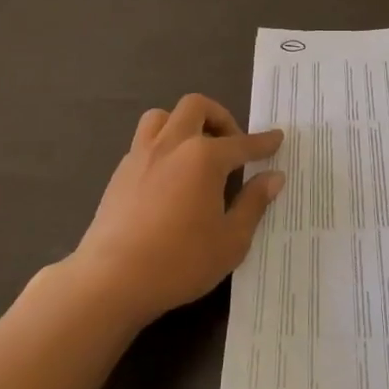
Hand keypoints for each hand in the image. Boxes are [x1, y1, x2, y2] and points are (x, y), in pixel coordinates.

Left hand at [65, 95, 283, 325]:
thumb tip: (274, 177)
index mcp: (204, 157)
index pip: (242, 143)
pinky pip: (144, 141)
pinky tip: (170, 175)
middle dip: (219, 117)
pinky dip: (163, 145)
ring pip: (163, 116)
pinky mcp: (120, 172)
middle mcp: (172, 144)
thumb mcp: (231, 241)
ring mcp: (141, 155)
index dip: (263, 142)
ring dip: (184, 123)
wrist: (111, 280)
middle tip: (231, 143)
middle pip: (196, 107)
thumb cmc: (179, 262)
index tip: (277, 138)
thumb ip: (253, 203)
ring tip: (195, 150)